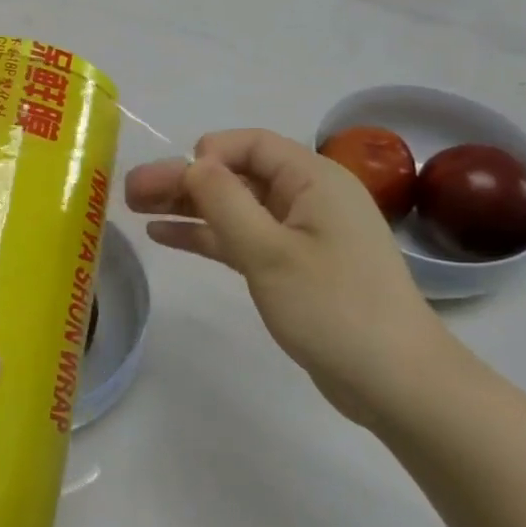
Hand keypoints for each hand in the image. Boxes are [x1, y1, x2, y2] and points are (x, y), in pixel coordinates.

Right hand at [125, 129, 453, 424]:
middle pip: (236, 174)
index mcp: (314, 179)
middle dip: (183, 180)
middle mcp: (308, 197)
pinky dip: (206, 235)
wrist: (396, 382)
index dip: (207, 154)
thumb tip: (192, 162)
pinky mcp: (293, 266)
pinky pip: (242, 237)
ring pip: (234, 207)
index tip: (171, 180)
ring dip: (188, 206)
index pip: (251, 144)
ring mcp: (301, 233)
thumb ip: (224, 202)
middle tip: (129, 192)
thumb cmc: (334, 308)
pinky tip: (165, 235)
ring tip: (136, 209)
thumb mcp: (270, 252)